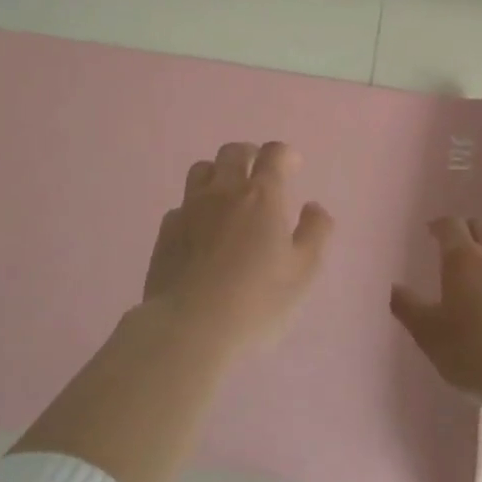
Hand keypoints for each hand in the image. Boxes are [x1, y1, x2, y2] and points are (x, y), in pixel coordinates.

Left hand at [143, 141, 332, 354]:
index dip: (285, 155)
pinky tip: (201, 230)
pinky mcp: (166, 231)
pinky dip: (195, 208)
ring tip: (228, 194)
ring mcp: (190, 209)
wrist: (188, 329)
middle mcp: (224, 191)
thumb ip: (315, 233)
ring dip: (218, 173)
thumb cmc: (256, 301)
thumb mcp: (303, 272)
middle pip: (233, 152)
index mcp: (262, 195)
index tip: (293, 166)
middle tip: (259, 173)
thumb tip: (313, 207)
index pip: (273, 154)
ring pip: (201, 170)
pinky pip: (182, 205)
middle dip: (250, 155)